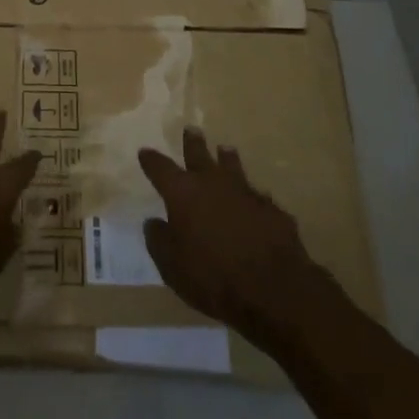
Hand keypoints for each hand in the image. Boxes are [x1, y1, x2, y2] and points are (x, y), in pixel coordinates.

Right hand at [138, 127, 330, 344]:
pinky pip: (257, 196)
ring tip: (225, 150)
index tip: (145, 152)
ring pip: (232, 167)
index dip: (151, 160)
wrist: (273, 288)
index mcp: (183, 193)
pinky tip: (255, 199)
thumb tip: (153, 222)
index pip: (161, 169)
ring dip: (226, 158)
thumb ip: (159, 240)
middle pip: (199, 155)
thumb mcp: (172, 266)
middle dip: (193, 143)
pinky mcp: (271, 209)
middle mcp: (212, 183)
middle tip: (191, 129)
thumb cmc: (213, 277)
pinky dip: (252, 196)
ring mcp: (245, 192)